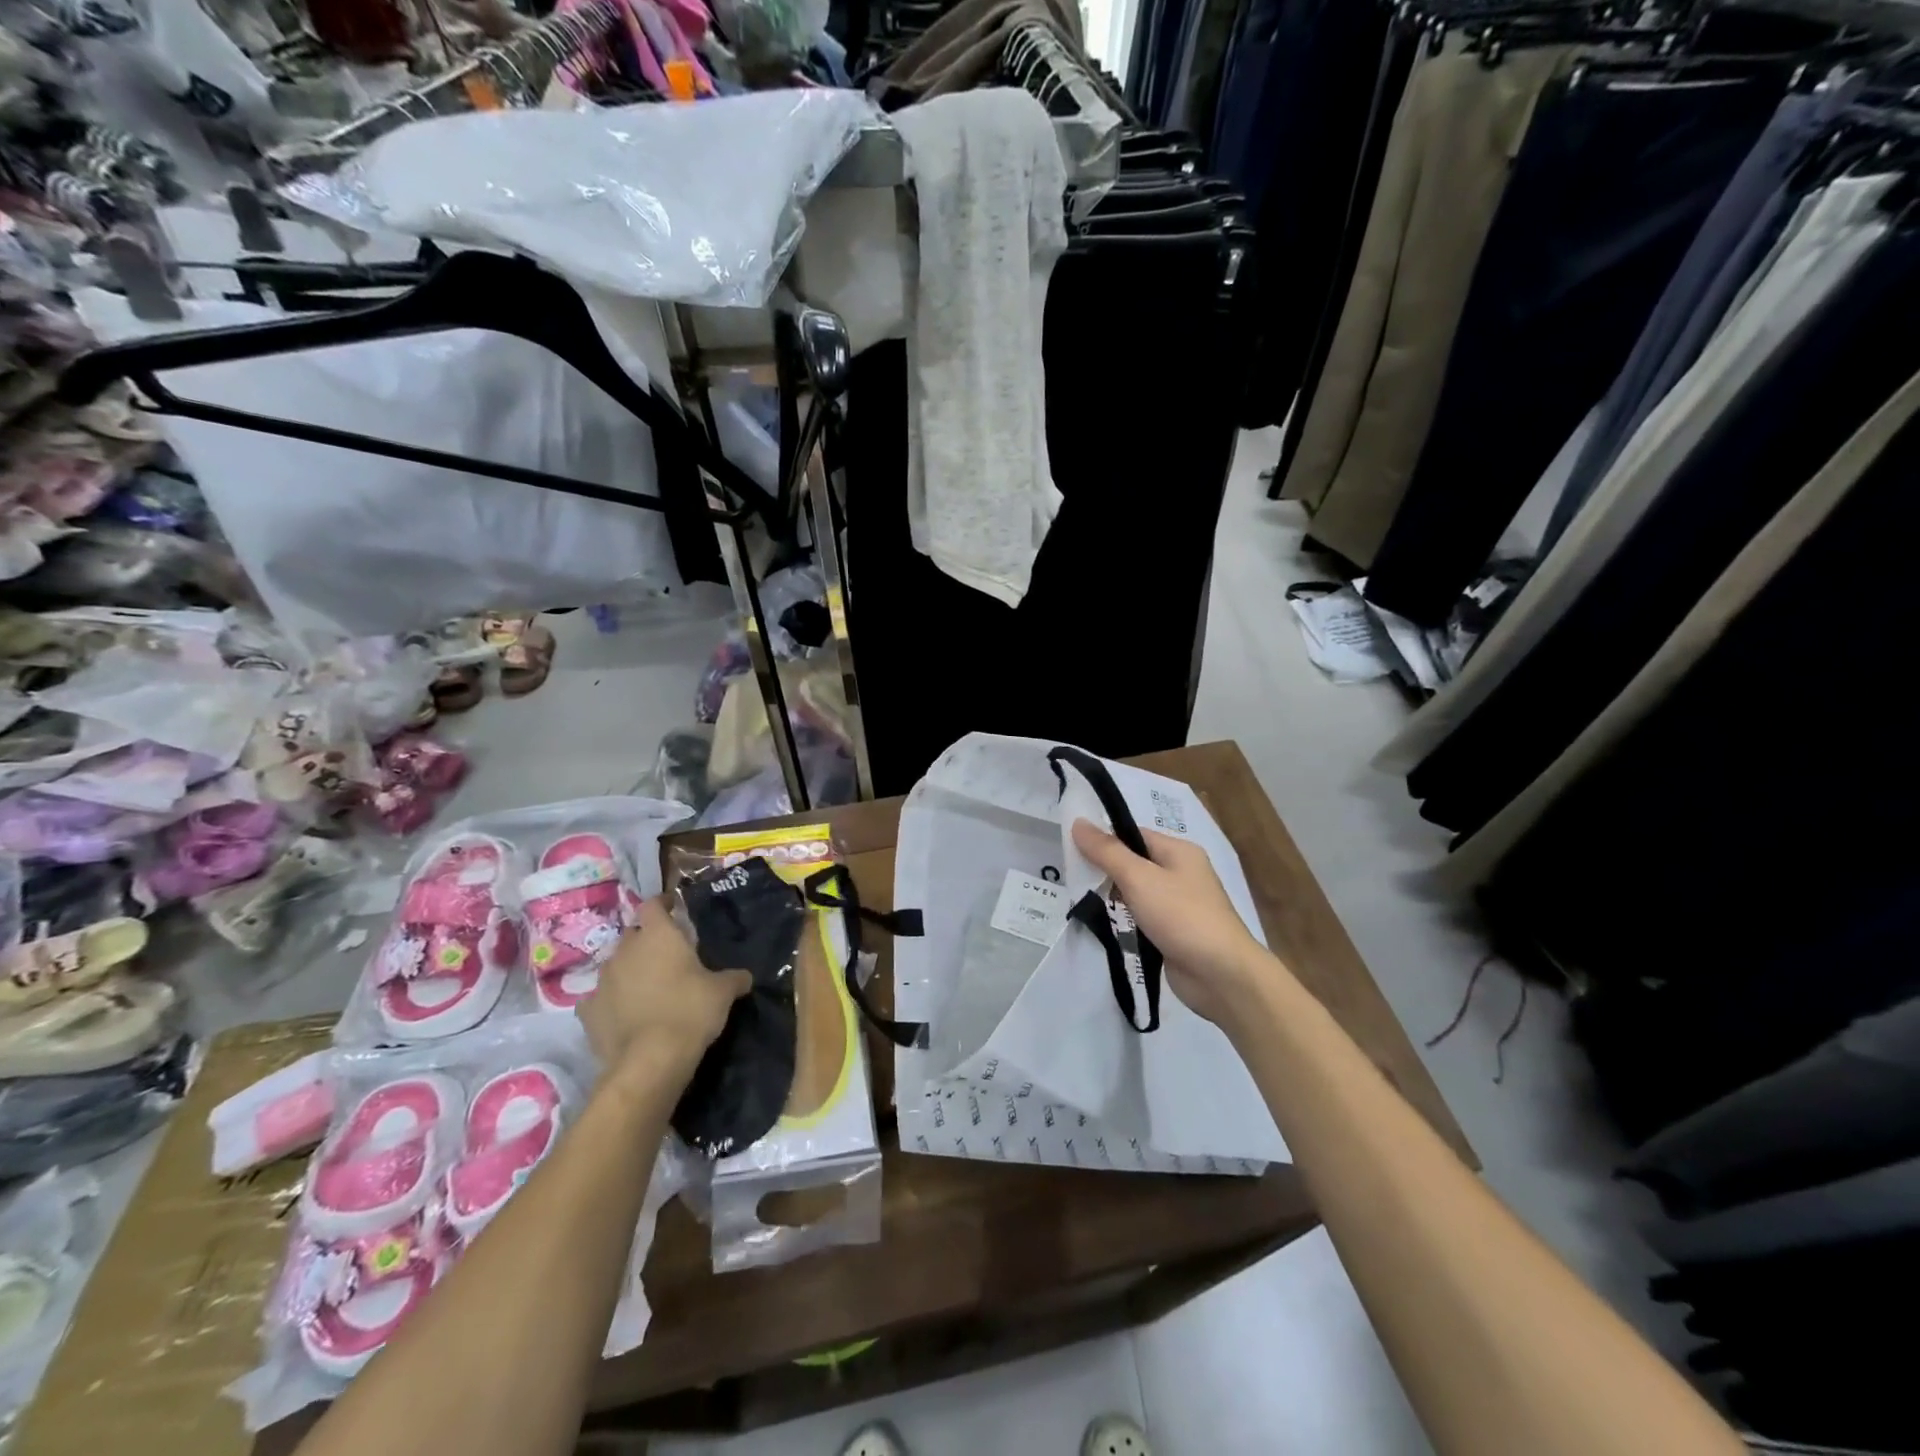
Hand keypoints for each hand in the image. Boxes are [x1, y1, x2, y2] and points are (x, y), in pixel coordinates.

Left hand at [580, 895, 750, 1084]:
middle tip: (666, 956)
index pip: (653, 904)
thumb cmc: (690, 1011)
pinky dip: (611, 1001)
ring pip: (615, 965)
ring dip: (629, 971)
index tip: (673, 908)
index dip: (663, 904)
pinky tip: (623, 1013)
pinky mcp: (588, 1011)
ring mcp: (602, 980)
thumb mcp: (723, 992)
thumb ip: (733, 978)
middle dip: (646, 941)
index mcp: (657, 935)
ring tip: (646, 987)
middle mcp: (625, 950)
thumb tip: (744, 977)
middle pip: (633, 934)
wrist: (650, 1060)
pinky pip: (599, 998)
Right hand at [1071, 820, 1273, 1029]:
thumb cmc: (1181, 916)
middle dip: (1106, 869)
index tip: (1072, 849)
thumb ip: (1107, 851)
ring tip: (1081, 900)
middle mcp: (1182, 873)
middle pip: (1135, 862)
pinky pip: (1143, 917)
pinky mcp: (1175, 933)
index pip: (1134, 834)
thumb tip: (1078, 822)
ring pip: (1138, 892)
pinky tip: (1105, 924)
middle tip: (1073, 876)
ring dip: (1114, 897)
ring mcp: (1180, 905)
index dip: (1105, 839)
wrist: (1221, 975)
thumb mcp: (1139, 878)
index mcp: (1179, 851)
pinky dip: (1126, 919)